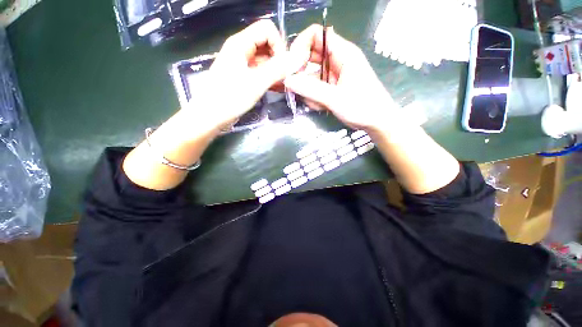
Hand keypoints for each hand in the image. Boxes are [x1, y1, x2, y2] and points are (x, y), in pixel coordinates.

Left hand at [192, 20, 299, 130]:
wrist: (212, 115)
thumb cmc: (231, 97)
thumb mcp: (256, 82)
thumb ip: (277, 69)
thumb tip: (296, 59)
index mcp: (241, 43)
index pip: (267, 29)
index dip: (279, 44)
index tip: (283, 65)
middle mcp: (242, 49)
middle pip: (267, 44)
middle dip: (279, 59)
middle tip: (285, 77)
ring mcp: (242, 63)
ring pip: (265, 59)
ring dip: (276, 70)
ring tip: (282, 85)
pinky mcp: (244, 76)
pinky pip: (261, 71)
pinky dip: (270, 78)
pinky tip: (276, 88)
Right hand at [285, 25, 397, 131]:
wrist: (376, 122)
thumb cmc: (362, 107)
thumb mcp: (335, 98)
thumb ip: (311, 89)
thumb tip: (288, 81)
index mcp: (343, 53)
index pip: (316, 35)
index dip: (301, 45)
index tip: (291, 65)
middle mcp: (337, 60)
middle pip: (311, 56)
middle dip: (301, 72)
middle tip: (294, 87)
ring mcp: (334, 75)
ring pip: (311, 75)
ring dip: (308, 90)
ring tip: (316, 104)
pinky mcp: (332, 87)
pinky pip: (316, 87)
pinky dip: (314, 97)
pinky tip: (321, 107)